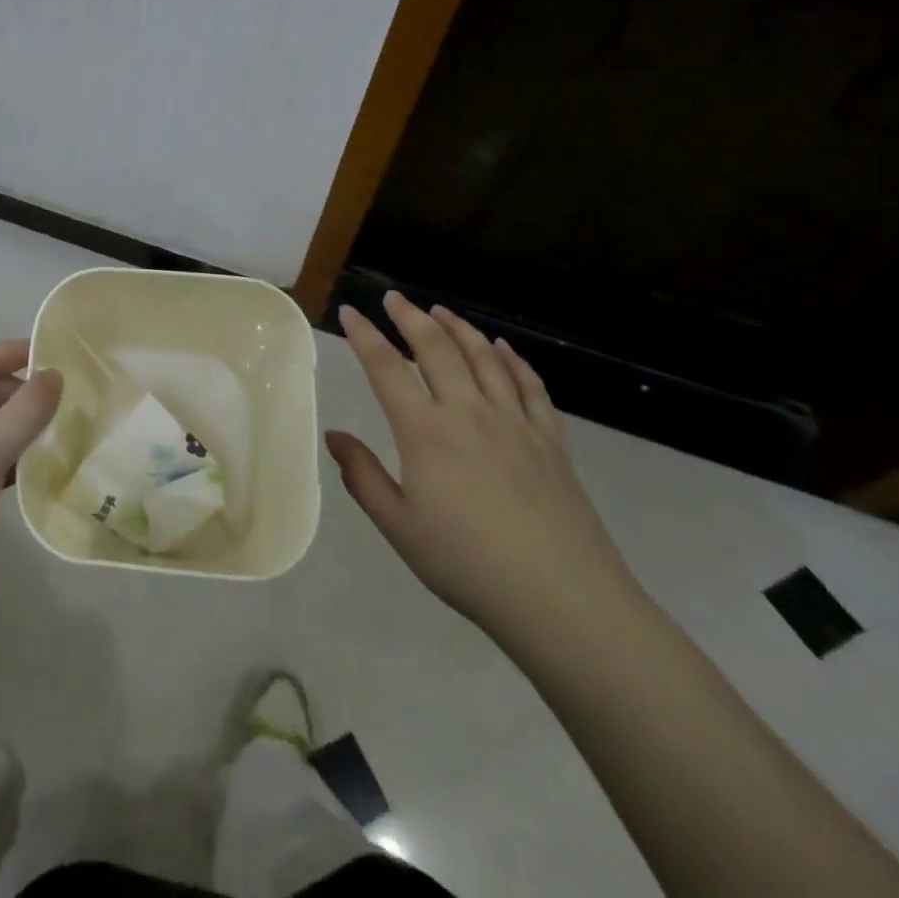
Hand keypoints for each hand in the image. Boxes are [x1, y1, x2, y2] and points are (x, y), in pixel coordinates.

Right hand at [325, 294, 640, 649]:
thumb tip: (334, 436)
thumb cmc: (468, 565)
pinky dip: (512, 359)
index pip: (386, 367)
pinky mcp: (550, 439)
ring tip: (440, 311)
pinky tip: (502, 348)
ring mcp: (514, 422)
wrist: (564, 600)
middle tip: (393, 298)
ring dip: (458, 328)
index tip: (350, 311)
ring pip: (483, 357)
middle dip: (410, 317)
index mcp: (425, 432)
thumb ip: (363, 477)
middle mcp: (468, 412)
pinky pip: (529, 384)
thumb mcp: (399, 527)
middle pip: (436, 348)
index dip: (365, 335)